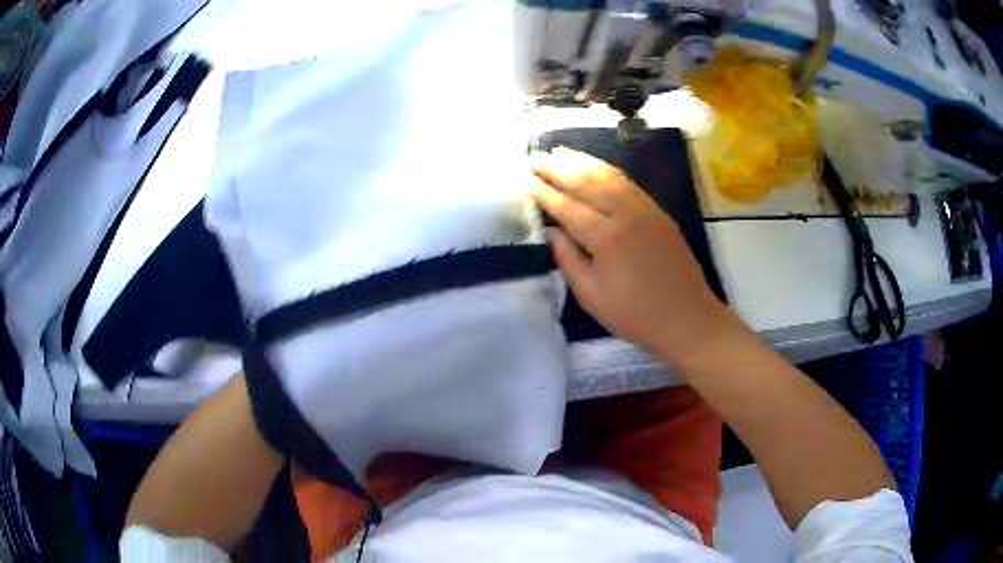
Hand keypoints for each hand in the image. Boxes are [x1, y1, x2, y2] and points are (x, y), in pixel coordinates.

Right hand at [531, 147, 735, 368]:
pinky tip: (596, 166)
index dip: (545, 192)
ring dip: (583, 162)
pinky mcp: (658, 212)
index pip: (568, 207)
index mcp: (606, 238)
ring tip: (561, 151)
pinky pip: (628, 183)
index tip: (526, 178)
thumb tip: (550, 231)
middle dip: (559, 168)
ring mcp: (645, 209)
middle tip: (537, 156)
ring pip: (609, 177)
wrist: (687, 317)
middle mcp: (625, 214)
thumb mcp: (592, 297)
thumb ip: (568, 260)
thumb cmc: (635, 315)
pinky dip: (608, 170)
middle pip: (587, 183)